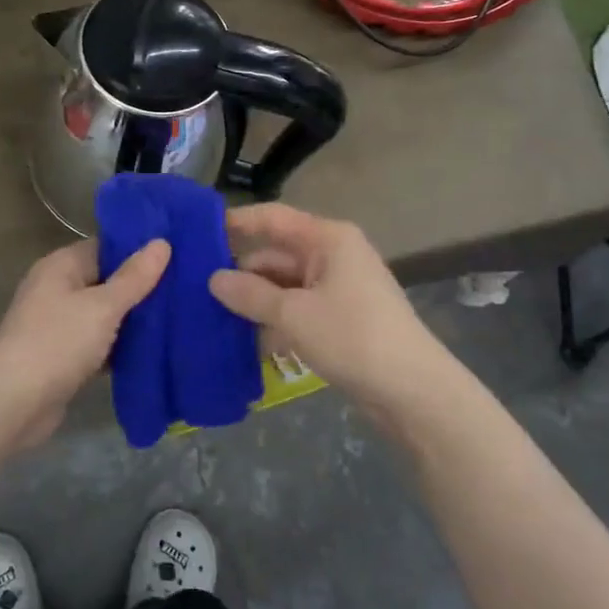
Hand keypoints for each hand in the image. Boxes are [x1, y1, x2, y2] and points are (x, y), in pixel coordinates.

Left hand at [0, 237, 169, 446]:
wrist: (12, 404)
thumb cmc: (57, 342)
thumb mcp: (103, 306)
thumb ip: (134, 277)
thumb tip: (162, 242)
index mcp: (61, 266)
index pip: (106, 247)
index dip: (139, 250)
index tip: (177, 255)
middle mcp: (56, 289)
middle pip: (106, 281)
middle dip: (140, 287)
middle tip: (185, 288)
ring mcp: (57, 325)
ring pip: (103, 315)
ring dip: (132, 320)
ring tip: (178, 317)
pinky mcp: (62, 357)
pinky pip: (97, 344)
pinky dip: (119, 347)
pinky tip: (152, 351)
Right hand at [209, 204, 449, 426]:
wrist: (412, 390)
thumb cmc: (353, 337)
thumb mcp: (294, 315)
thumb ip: (250, 295)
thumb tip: (213, 279)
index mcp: (328, 239)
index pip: (273, 218)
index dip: (237, 222)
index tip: (197, 233)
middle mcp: (333, 255)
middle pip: (277, 254)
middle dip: (241, 272)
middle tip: (196, 288)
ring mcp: (339, 287)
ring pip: (285, 285)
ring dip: (256, 301)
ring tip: (213, 317)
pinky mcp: (341, 317)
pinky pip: (298, 308)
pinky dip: (276, 321)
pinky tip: (247, 342)